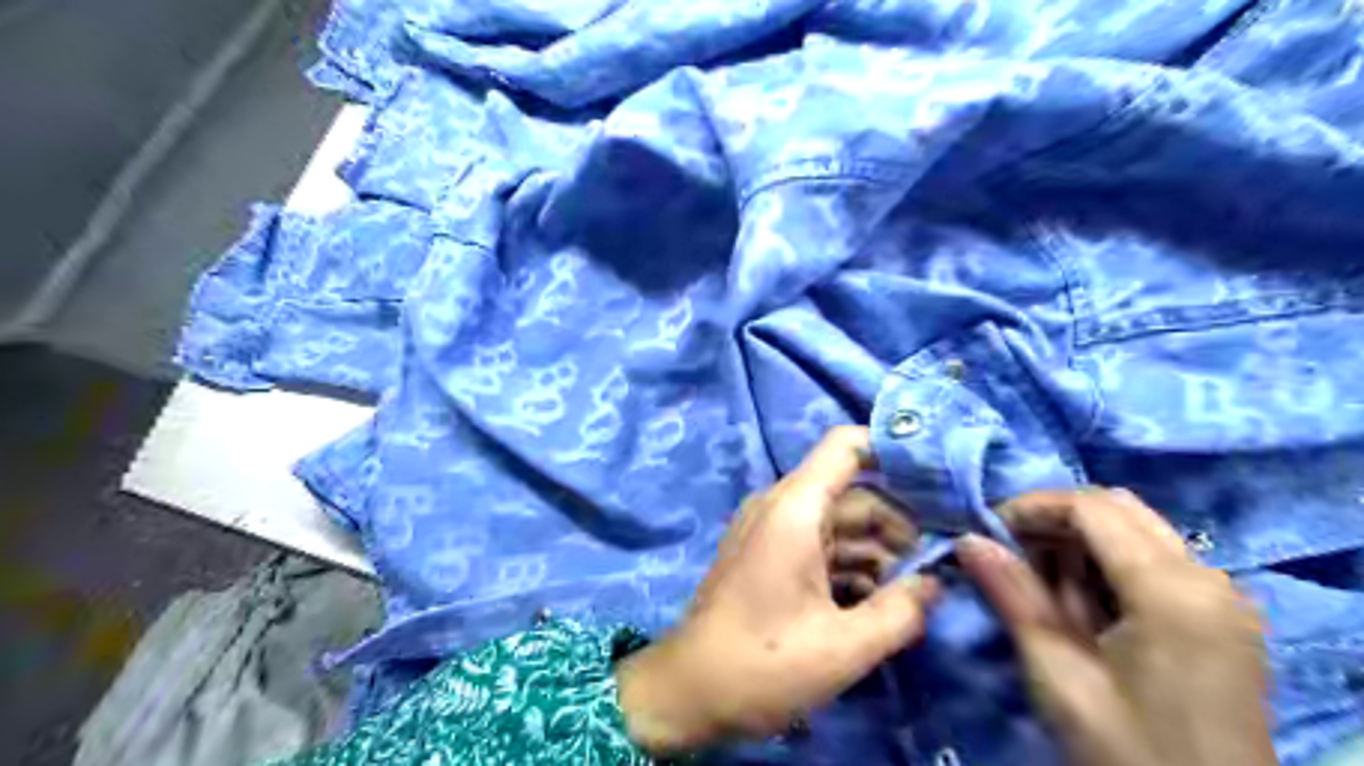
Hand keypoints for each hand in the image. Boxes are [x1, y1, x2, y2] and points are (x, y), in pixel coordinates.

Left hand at [615, 428, 938, 756]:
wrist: (688, 691)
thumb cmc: (763, 664)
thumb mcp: (844, 646)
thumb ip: (901, 611)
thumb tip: (936, 583)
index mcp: (795, 507)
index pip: (847, 446)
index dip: (894, 451)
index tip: (941, 482)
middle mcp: (782, 505)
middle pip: (854, 493)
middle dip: (898, 526)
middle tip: (939, 566)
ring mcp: (772, 529)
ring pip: (840, 522)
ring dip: (878, 552)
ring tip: (912, 595)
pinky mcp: (768, 554)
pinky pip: (820, 544)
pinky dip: (851, 565)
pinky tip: (876, 604)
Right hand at [956, 490, 1281, 765]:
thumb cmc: (1130, 753)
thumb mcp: (1059, 675)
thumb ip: (1014, 597)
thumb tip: (967, 539)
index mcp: (1172, 591)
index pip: (1092, 508)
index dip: (1031, 507)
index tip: (987, 532)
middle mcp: (1208, 578)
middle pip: (1117, 508)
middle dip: (1054, 520)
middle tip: (1010, 554)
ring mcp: (1222, 596)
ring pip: (1135, 529)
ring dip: (1079, 542)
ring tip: (1041, 586)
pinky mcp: (1221, 616)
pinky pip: (1154, 559)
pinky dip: (1107, 564)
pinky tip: (1081, 604)